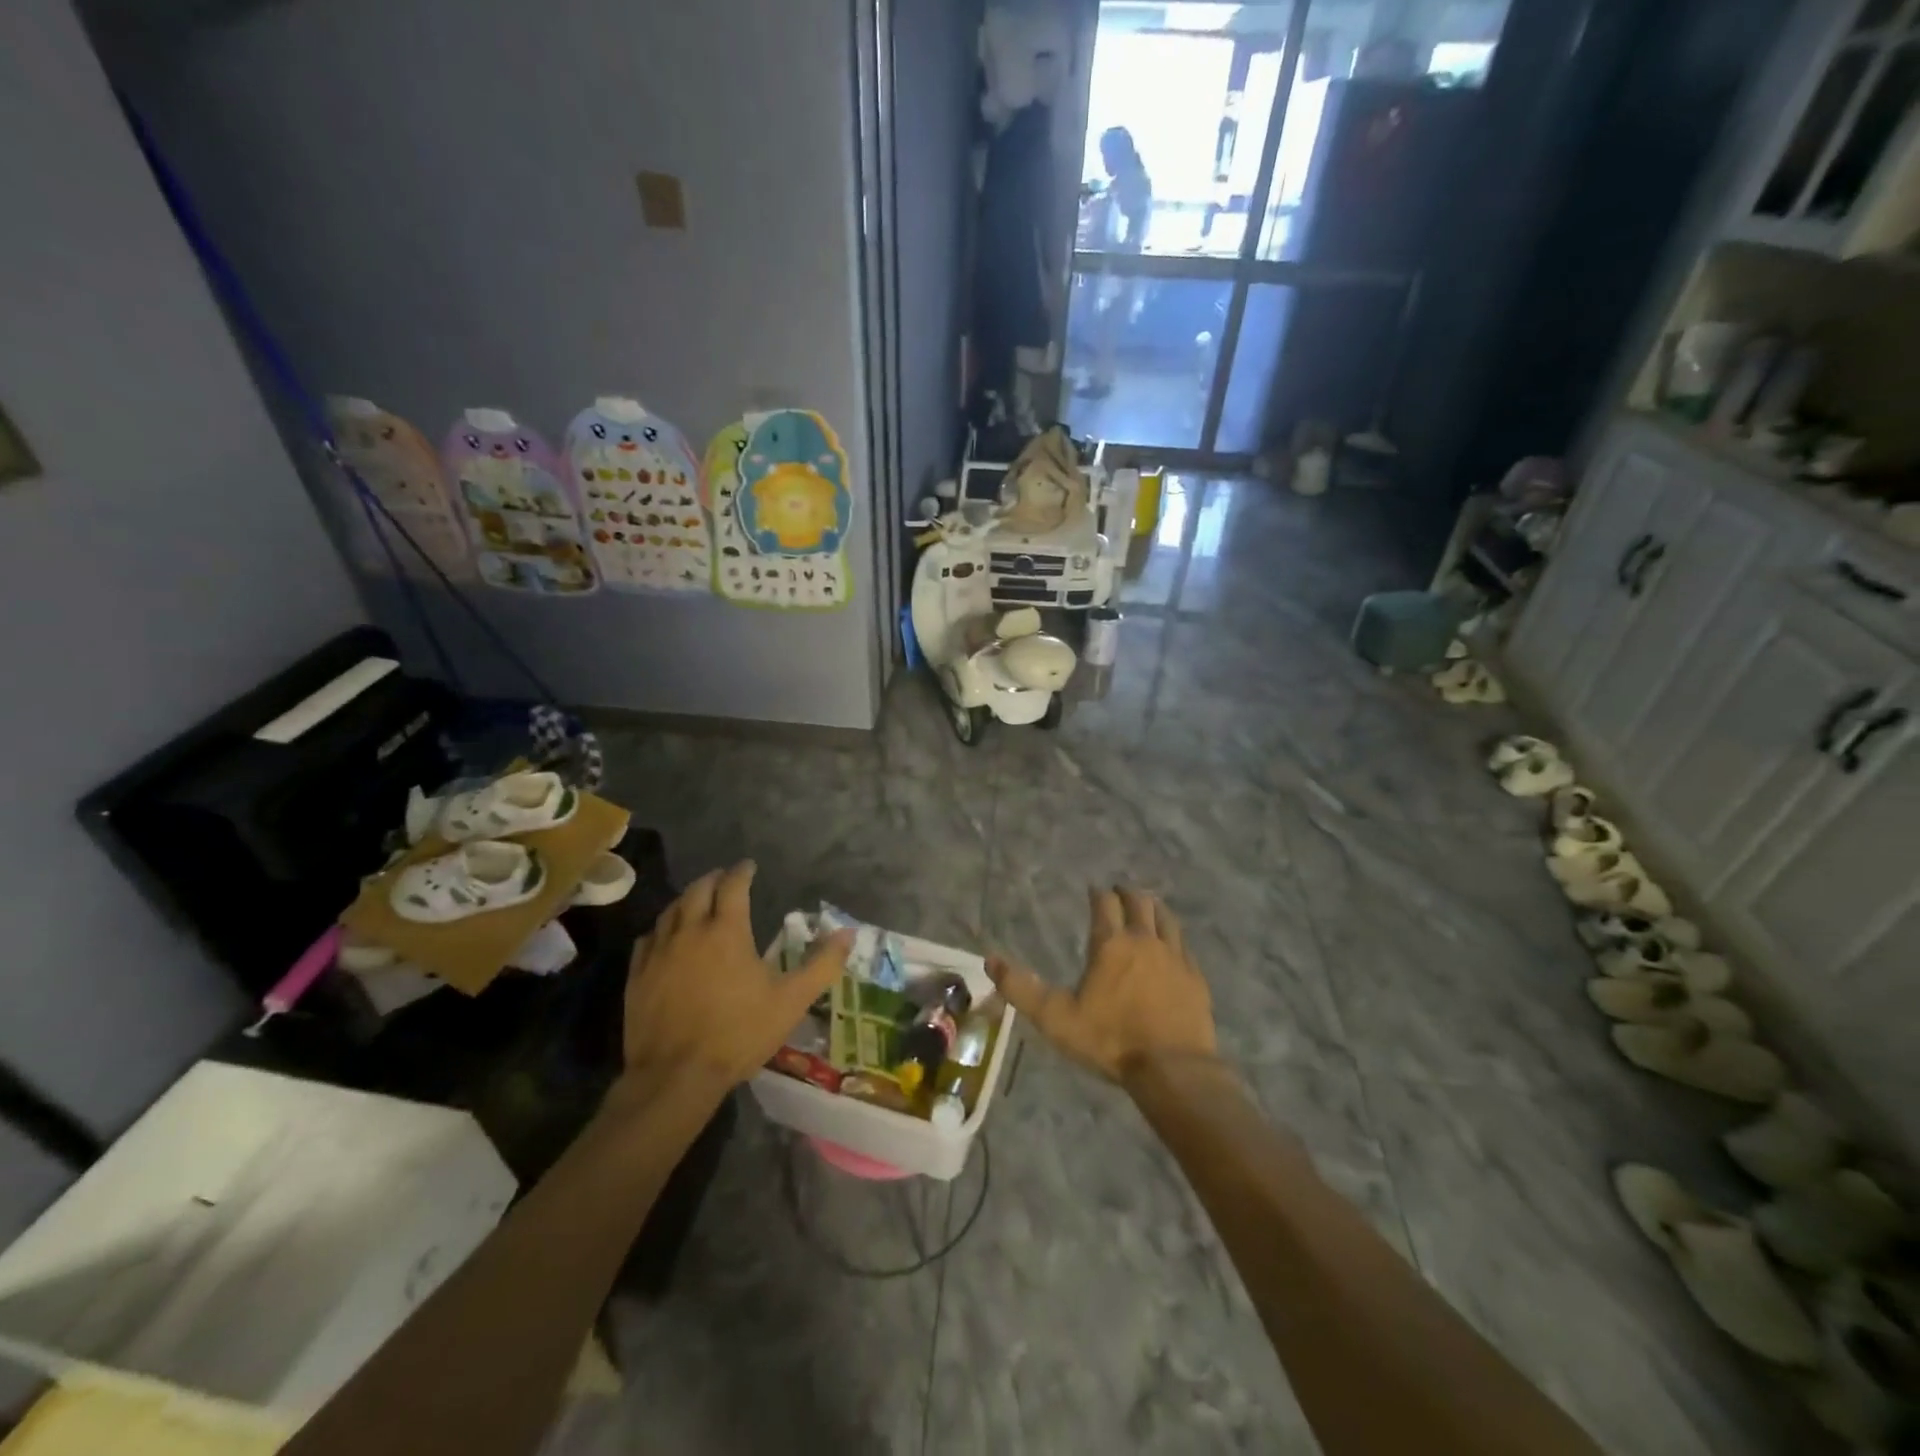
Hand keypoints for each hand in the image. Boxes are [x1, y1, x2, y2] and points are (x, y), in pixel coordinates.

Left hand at [621, 862, 852, 1089]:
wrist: (675, 1076)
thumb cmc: (739, 1033)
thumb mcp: (791, 1001)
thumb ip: (822, 964)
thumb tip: (848, 933)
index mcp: (727, 931)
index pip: (734, 886)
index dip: (742, 872)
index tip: (749, 866)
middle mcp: (690, 932)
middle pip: (698, 890)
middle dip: (713, 879)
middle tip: (724, 878)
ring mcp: (659, 953)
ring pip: (670, 911)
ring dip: (687, 900)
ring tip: (697, 901)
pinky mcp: (637, 976)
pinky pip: (648, 939)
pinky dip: (661, 929)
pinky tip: (665, 937)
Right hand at [988, 886, 1216, 1082]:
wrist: (1174, 1069)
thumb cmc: (1111, 1041)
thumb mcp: (1056, 1018)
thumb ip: (1022, 989)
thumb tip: (990, 960)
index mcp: (1111, 944)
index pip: (1105, 904)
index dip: (1098, 894)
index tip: (1094, 891)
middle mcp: (1145, 940)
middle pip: (1139, 902)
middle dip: (1127, 894)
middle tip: (1119, 893)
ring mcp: (1175, 957)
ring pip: (1166, 918)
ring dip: (1154, 908)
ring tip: (1147, 907)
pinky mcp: (1195, 977)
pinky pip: (1184, 945)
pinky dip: (1174, 936)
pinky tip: (1172, 945)